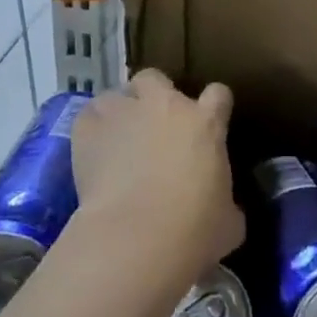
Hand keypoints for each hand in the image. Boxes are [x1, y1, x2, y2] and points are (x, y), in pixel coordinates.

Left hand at [70, 70, 243, 280]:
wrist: (137, 238)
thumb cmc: (194, 231)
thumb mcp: (229, 221)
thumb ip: (226, 201)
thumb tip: (223, 206)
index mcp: (206, 124)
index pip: (218, 95)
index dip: (214, 106)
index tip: (210, 123)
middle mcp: (165, 106)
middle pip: (155, 78)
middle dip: (153, 95)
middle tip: (152, 125)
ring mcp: (123, 112)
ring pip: (116, 94)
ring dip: (118, 113)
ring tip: (116, 140)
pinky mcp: (88, 128)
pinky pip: (88, 117)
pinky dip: (90, 131)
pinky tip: (92, 153)